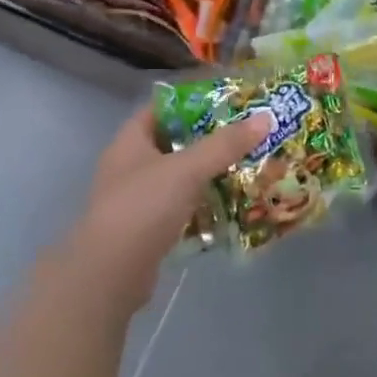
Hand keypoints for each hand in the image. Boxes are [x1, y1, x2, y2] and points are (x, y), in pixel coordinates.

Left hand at [70, 106, 270, 308]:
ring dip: (208, 174)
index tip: (226, 101)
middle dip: (208, 139)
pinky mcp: (146, 230)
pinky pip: (180, 208)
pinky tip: (230, 205)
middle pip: (173, 143)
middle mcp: (129, 167)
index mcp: (130, 142)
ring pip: (178, 177)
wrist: (110, 275)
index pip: (160, 108)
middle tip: (245, 134)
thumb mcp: (187, 168)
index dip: (191, 101)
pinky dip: (202, 205)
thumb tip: (265, 118)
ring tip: (245, 166)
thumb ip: (225, 144)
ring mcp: (136, 200)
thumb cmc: (143, 207)